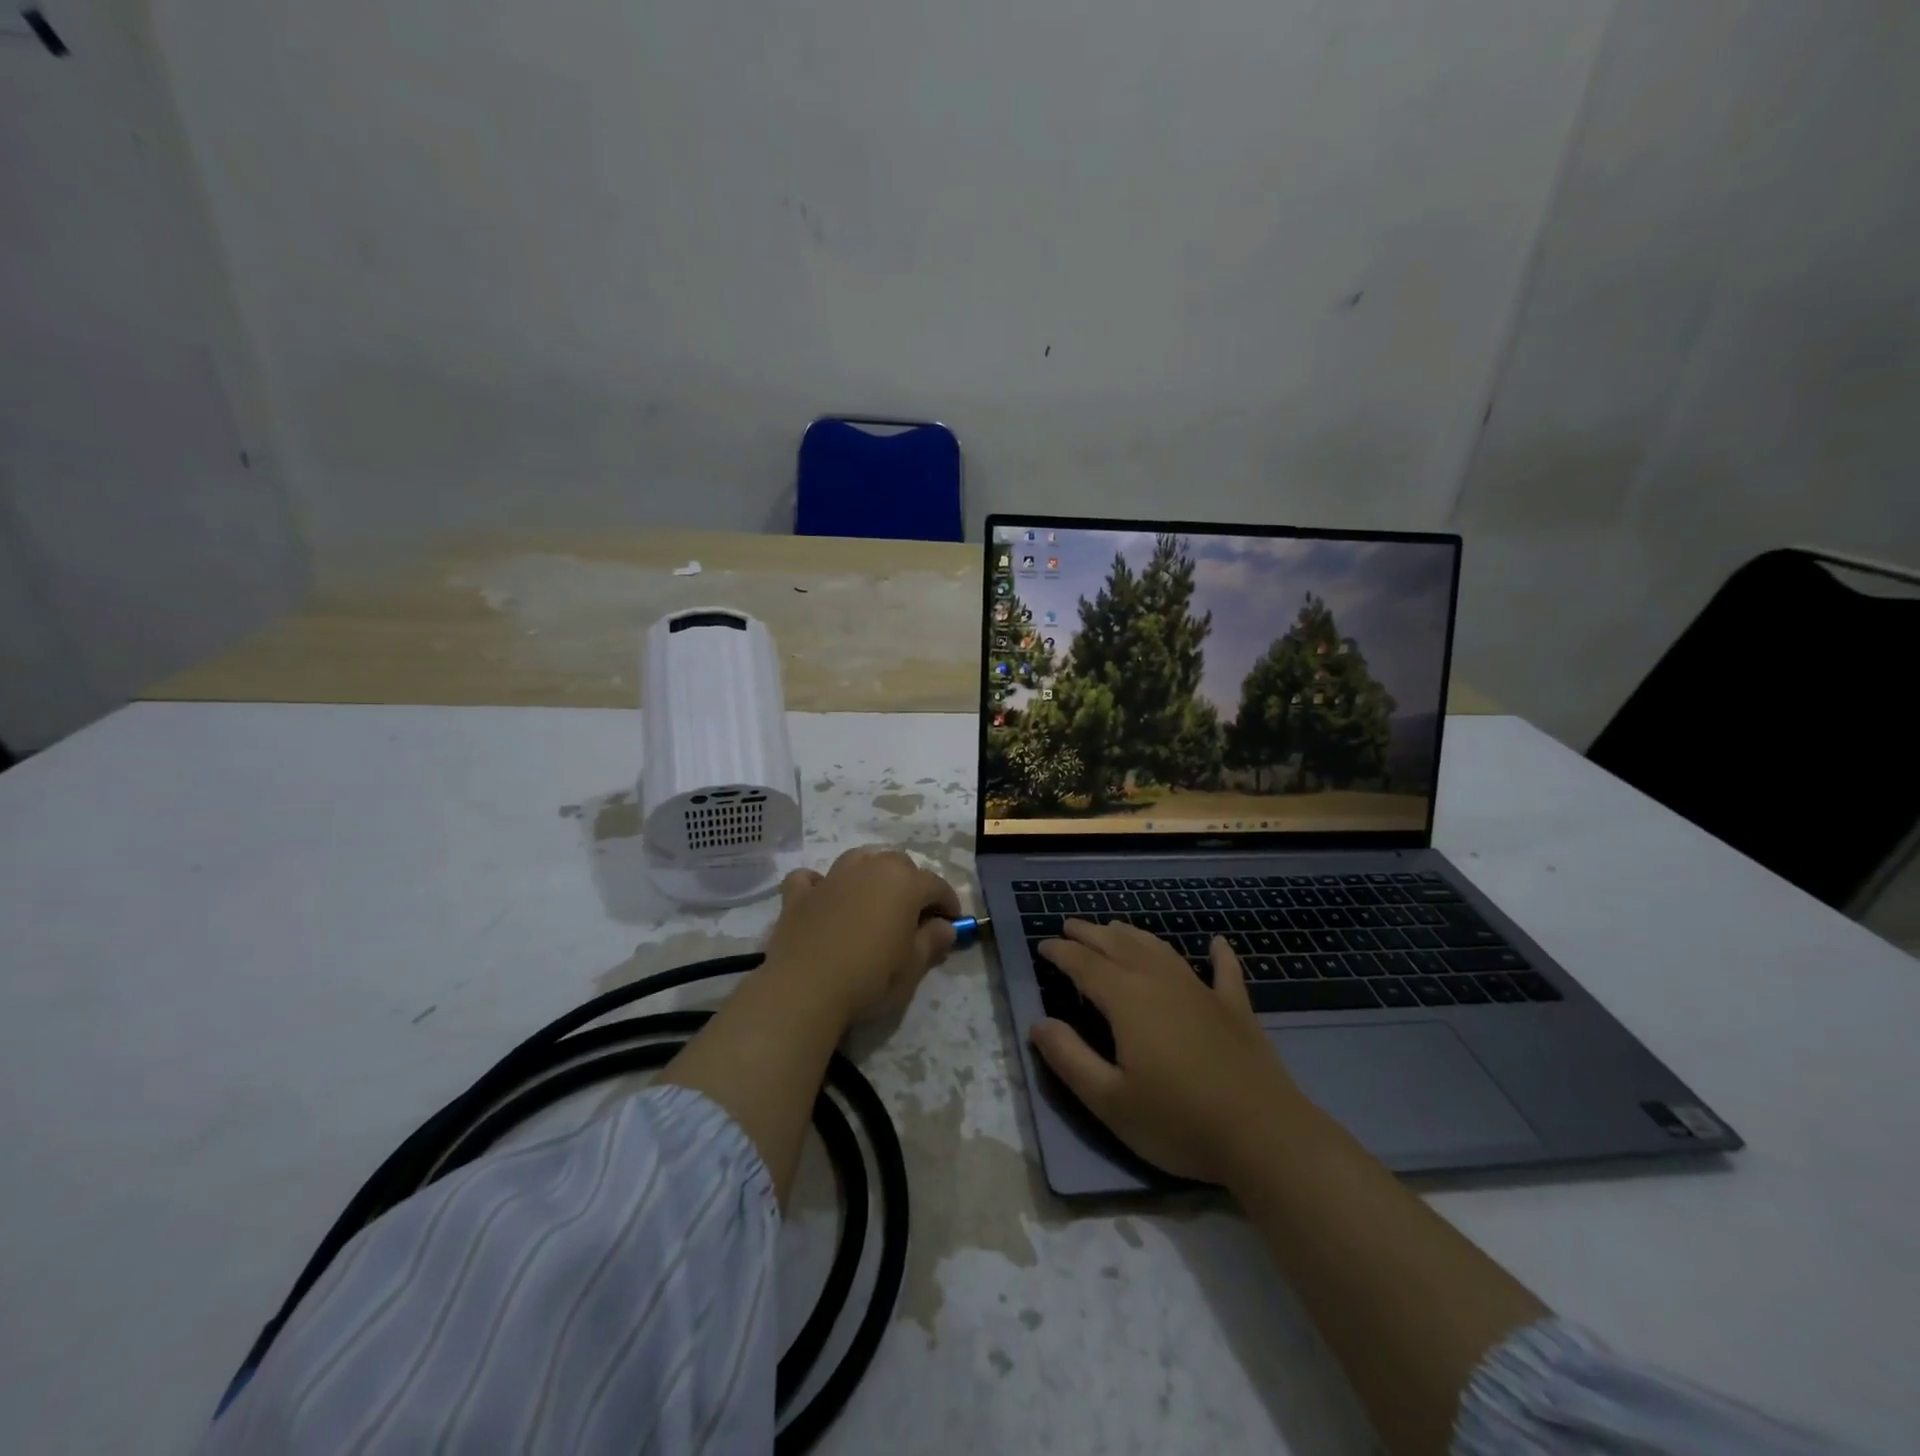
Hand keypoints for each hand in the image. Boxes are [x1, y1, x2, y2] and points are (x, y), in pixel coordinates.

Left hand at [762, 846, 962, 1025]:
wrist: (805, 990)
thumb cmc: (870, 977)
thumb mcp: (914, 966)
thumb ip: (932, 941)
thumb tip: (945, 927)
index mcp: (904, 882)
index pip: (936, 885)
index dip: (948, 903)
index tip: (952, 923)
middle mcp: (869, 868)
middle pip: (898, 865)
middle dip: (911, 884)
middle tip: (913, 915)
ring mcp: (831, 878)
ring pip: (858, 860)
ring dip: (870, 874)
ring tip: (872, 900)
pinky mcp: (798, 894)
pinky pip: (811, 879)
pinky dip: (819, 885)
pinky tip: (822, 899)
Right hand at [1029, 920, 1306, 1184]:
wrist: (1264, 1136)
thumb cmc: (1178, 1121)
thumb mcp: (1109, 1100)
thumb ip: (1069, 1058)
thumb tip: (1038, 1024)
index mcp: (1127, 999)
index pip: (1084, 965)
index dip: (1061, 953)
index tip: (1043, 946)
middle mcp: (1160, 981)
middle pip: (1119, 946)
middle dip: (1091, 933)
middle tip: (1070, 926)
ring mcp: (1202, 991)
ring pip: (1160, 950)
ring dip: (1134, 934)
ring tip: (1116, 926)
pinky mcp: (1236, 1009)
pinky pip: (1225, 971)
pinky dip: (1219, 954)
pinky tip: (1217, 942)